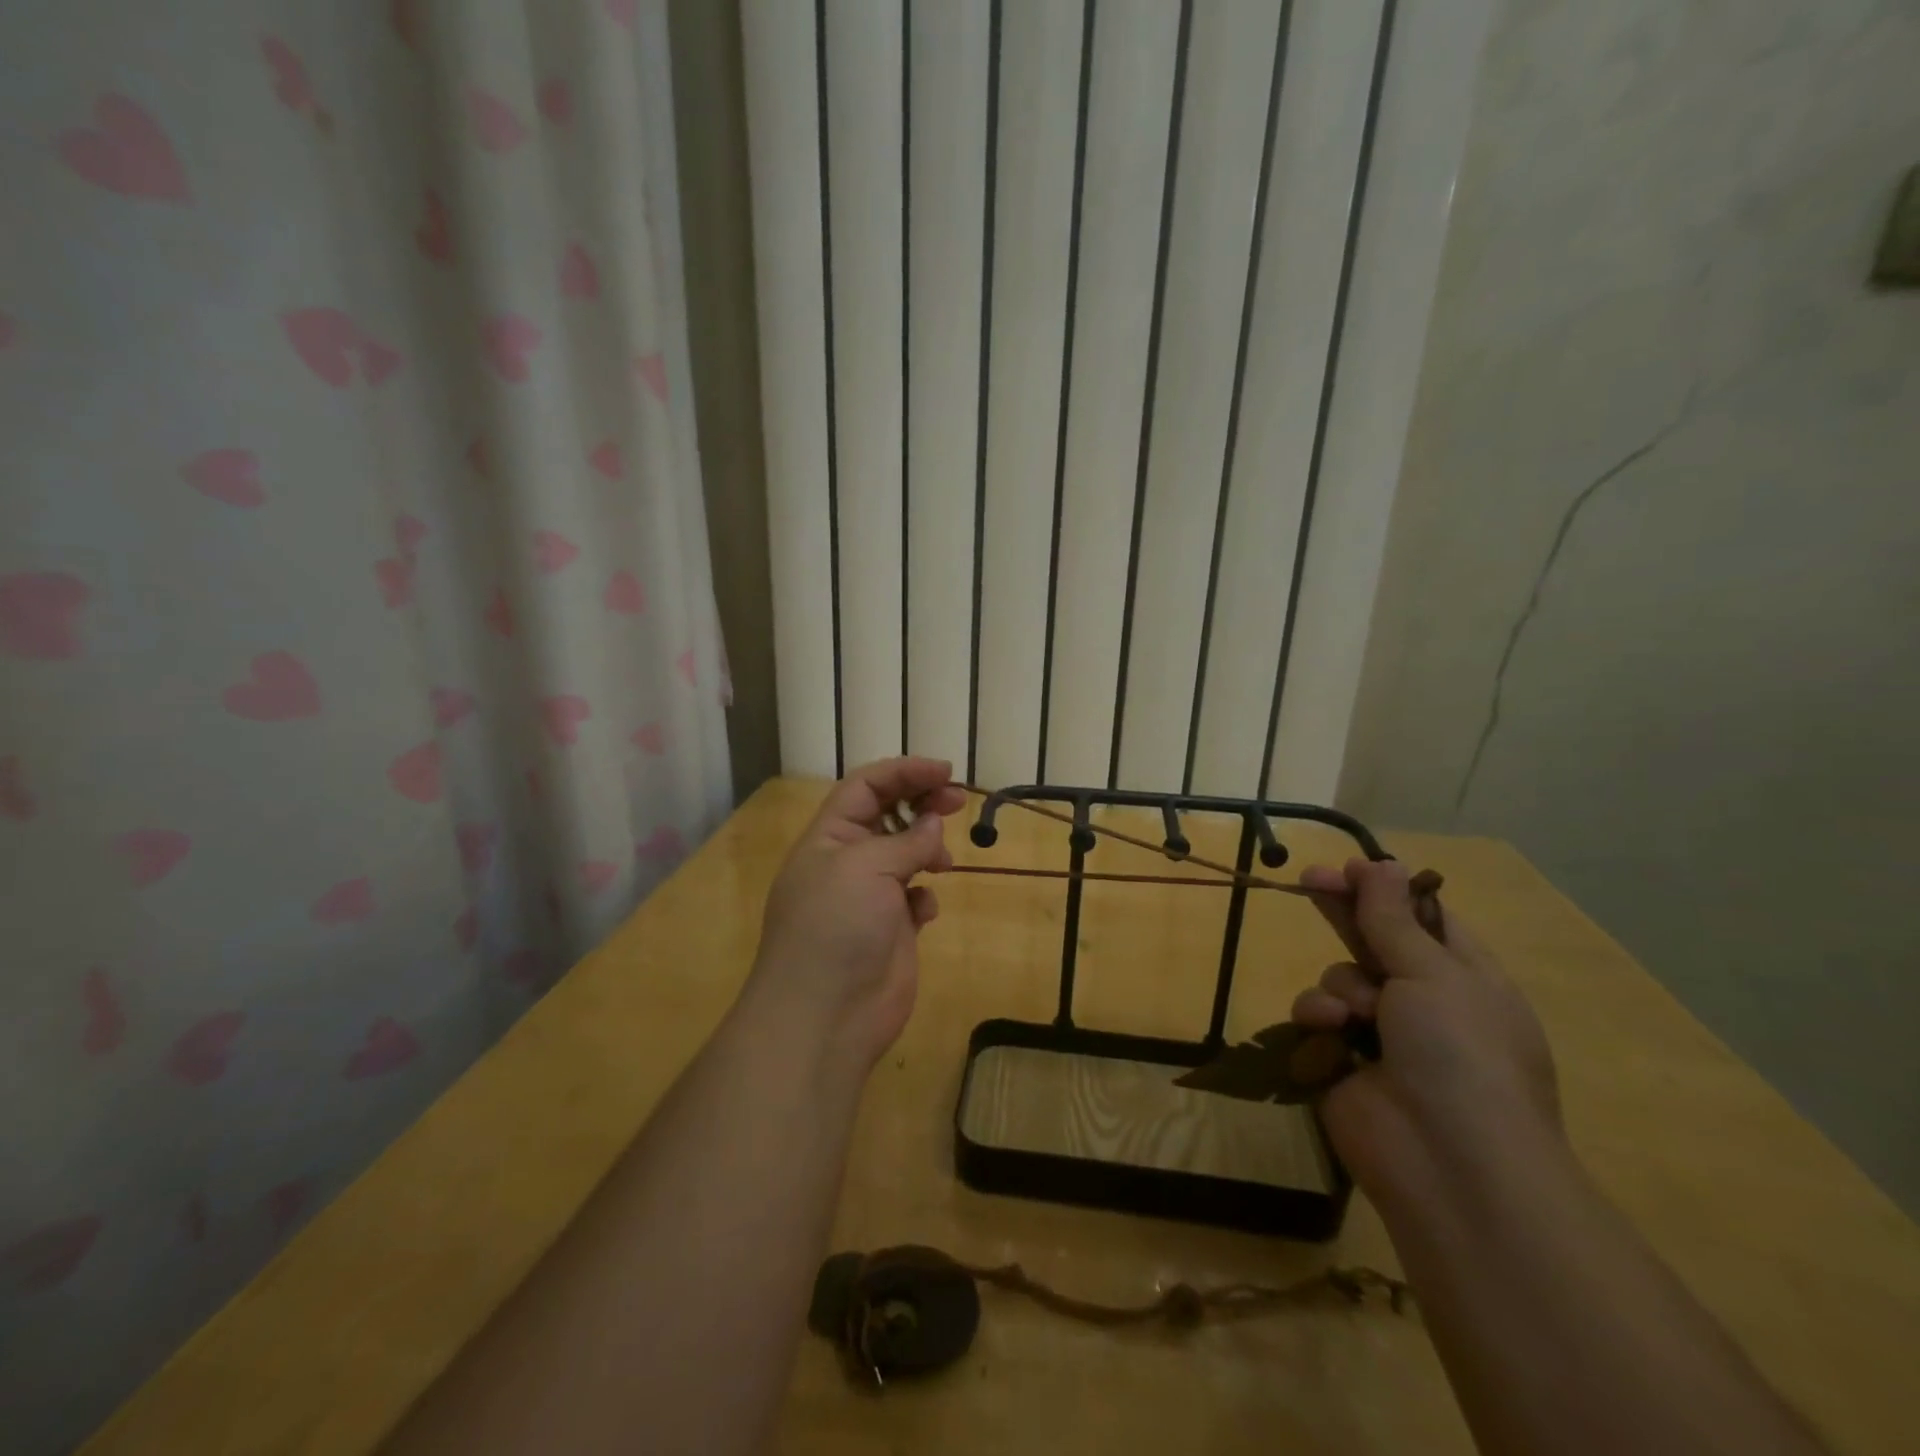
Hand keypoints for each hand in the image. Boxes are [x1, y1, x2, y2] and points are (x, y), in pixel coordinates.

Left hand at [747, 757, 966, 1072]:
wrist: (826, 1016)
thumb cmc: (836, 927)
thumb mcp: (867, 868)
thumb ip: (906, 841)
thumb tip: (932, 826)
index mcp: (828, 838)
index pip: (865, 787)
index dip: (904, 772)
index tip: (945, 772)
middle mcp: (846, 862)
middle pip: (886, 816)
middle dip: (921, 802)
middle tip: (958, 801)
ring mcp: (868, 898)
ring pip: (903, 855)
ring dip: (926, 848)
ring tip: (945, 860)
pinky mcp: (890, 930)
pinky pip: (913, 898)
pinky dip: (924, 895)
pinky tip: (926, 909)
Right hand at [1291, 858, 1562, 1204]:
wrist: (1450, 1165)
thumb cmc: (1461, 1054)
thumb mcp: (1433, 974)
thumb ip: (1392, 918)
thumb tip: (1384, 863)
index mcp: (1466, 978)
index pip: (1423, 918)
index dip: (1386, 889)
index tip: (1347, 867)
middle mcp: (1424, 1001)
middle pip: (1374, 940)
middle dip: (1343, 912)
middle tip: (1308, 880)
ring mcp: (1382, 1034)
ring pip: (1339, 977)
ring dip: (1340, 987)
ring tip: (1352, 1016)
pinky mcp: (1341, 1060)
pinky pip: (1317, 1016)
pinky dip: (1318, 1019)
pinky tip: (1329, 1034)